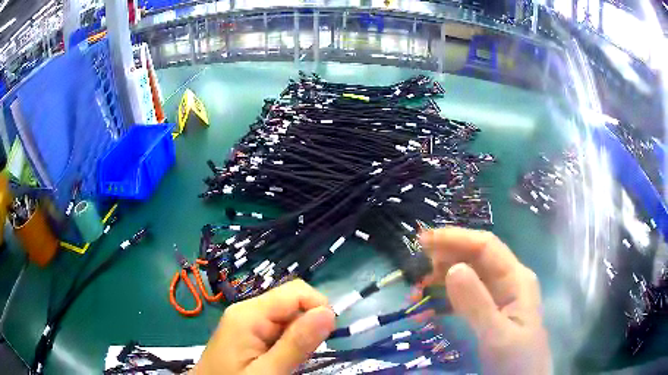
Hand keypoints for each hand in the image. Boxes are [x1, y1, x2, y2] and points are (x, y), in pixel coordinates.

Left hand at [193, 280, 335, 374]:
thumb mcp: (268, 371)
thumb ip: (297, 343)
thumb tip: (329, 312)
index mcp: (249, 314)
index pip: (296, 291)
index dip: (318, 308)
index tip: (326, 337)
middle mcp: (247, 310)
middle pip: (291, 301)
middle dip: (307, 324)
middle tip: (303, 355)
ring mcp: (246, 320)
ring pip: (287, 316)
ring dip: (299, 335)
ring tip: (289, 360)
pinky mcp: (248, 331)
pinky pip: (277, 327)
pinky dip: (288, 341)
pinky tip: (281, 358)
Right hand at [419, 227, 551, 374]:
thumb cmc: (516, 359)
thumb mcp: (497, 334)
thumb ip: (477, 303)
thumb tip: (452, 267)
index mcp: (516, 278)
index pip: (485, 247)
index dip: (456, 239)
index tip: (424, 240)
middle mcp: (508, 281)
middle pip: (476, 257)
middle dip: (447, 256)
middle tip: (417, 266)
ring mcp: (499, 297)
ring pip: (469, 275)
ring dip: (444, 276)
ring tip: (419, 287)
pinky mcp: (489, 312)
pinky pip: (466, 296)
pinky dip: (446, 296)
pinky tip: (430, 304)